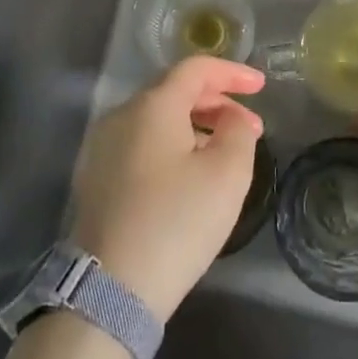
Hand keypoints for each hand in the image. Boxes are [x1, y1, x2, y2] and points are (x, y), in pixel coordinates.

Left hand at [71, 57, 265, 321]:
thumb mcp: (227, 175)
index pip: (196, 69)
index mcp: (153, 105)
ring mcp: (102, 146)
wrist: (109, 289)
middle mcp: (122, 115)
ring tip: (224, 152)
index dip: (232, 72)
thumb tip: (234, 118)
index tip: (261, 86)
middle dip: (216, 102)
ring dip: (195, 125)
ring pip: (156, 119)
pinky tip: (189, 173)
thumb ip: (239, 132)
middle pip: (174, 91)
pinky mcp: (95, 177)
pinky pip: (141, 143)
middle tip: (250, 127)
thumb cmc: (176, 222)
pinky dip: (171, 145)